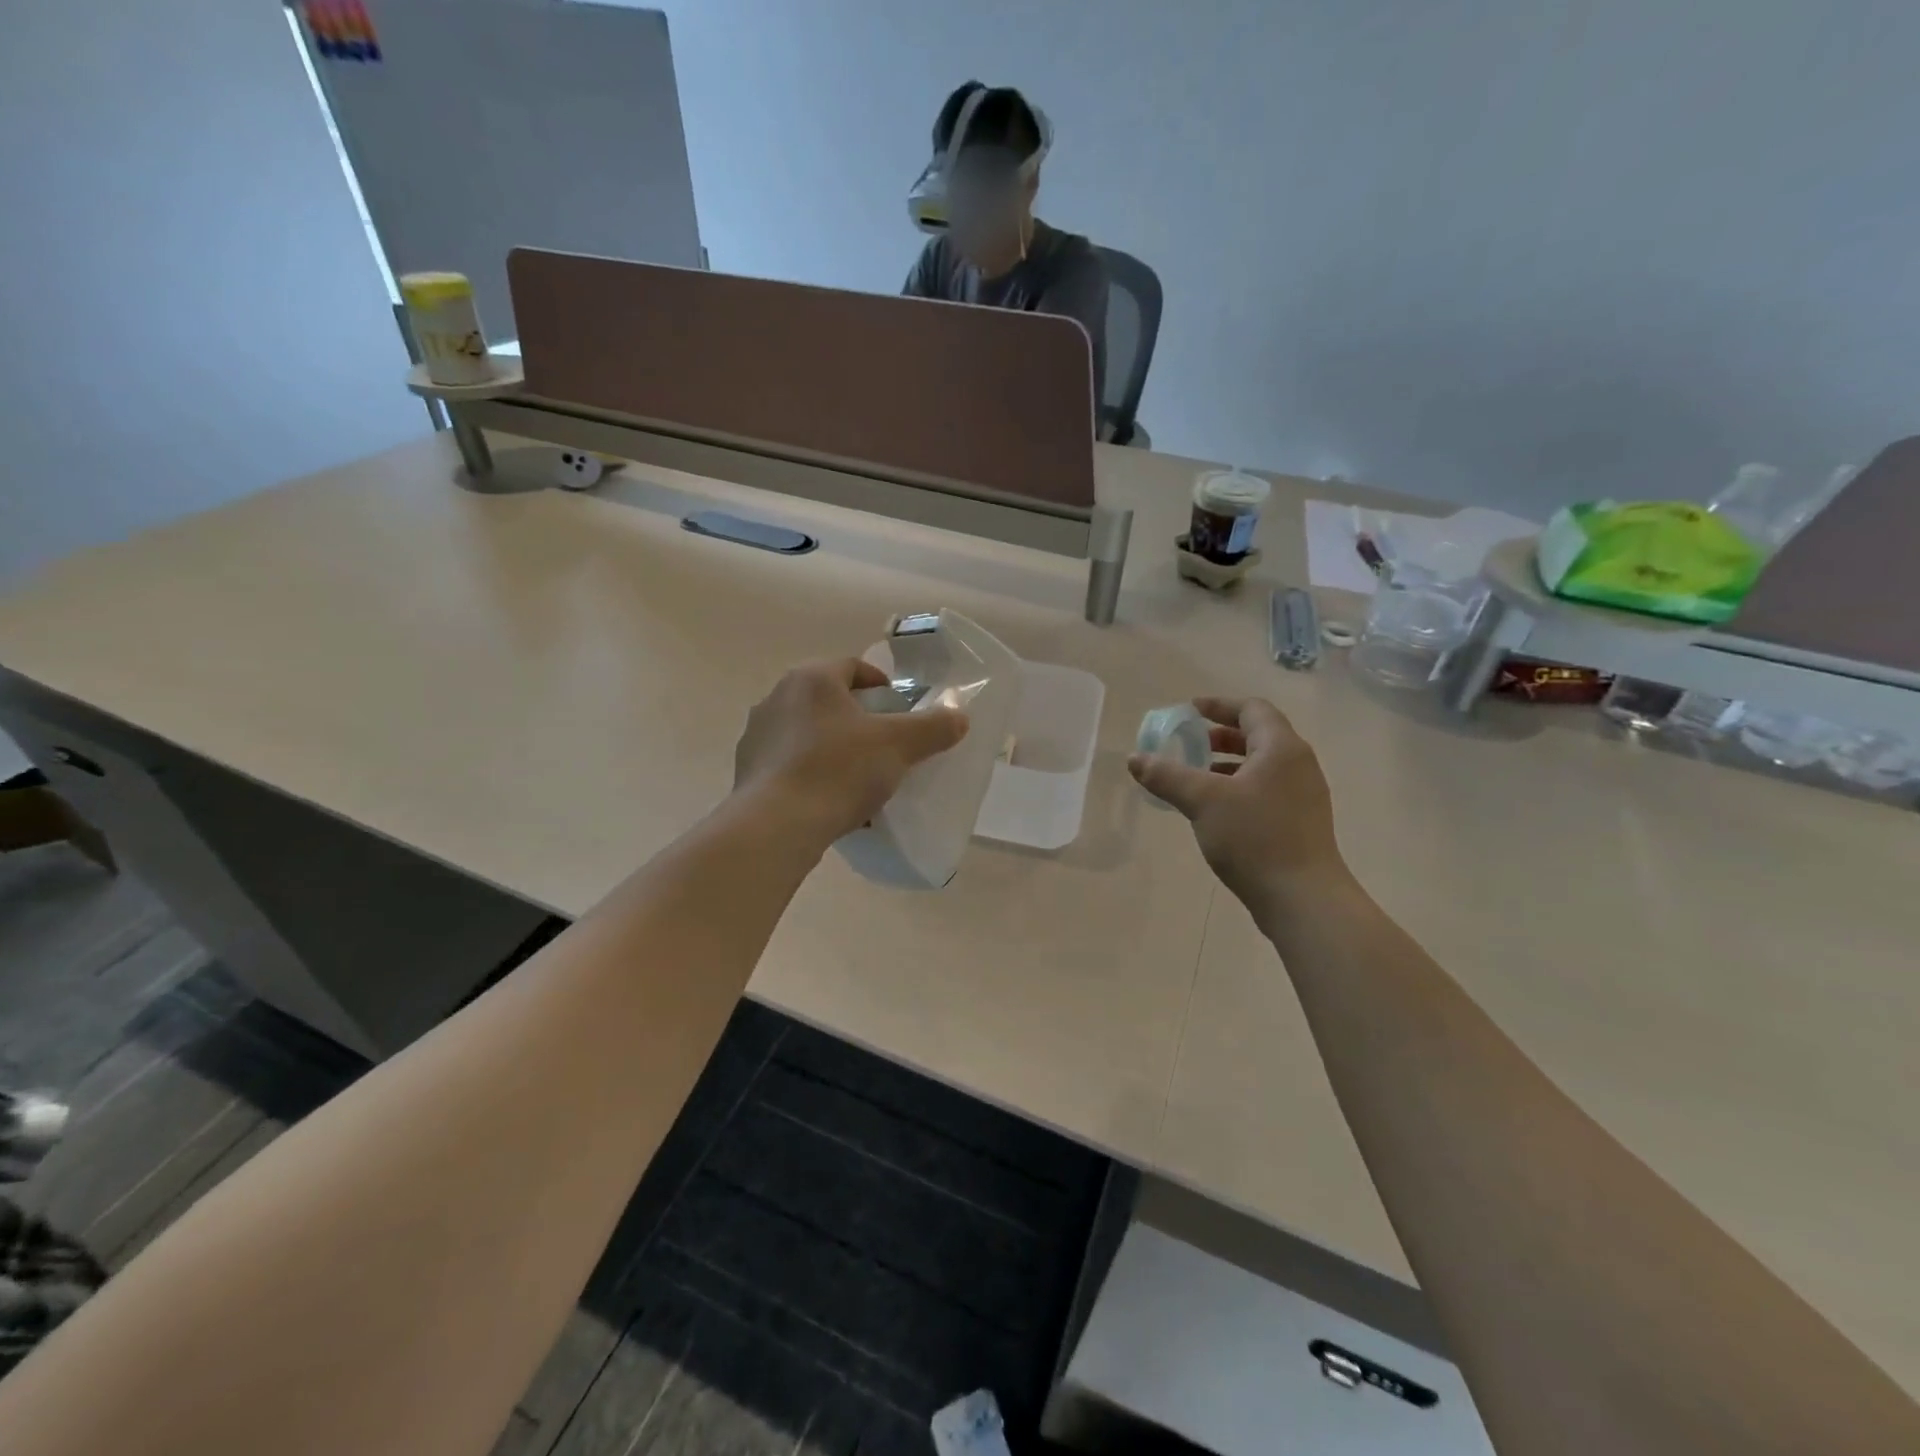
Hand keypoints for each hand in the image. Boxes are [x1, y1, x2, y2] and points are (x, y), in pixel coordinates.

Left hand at [734, 659, 969, 845]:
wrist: (776, 825)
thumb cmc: (839, 770)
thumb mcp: (899, 745)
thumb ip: (933, 727)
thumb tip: (959, 716)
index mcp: (812, 679)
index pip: (853, 667)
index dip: (881, 684)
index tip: (900, 709)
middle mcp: (777, 697)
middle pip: (829, 700)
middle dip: (858, 719)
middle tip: (885, 744)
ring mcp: (757, 735)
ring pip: (808, 733)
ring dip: (833, 747)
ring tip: (858, 778)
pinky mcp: (747, 770)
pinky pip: (789, 764)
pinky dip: (811, 773)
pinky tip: (830, 801)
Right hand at [1128, 697, 1345, 908]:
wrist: (1302, 898)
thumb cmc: (1255, 838)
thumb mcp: (1202, 801)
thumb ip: (1167, 775)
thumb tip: (1135, 758)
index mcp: (1281, 748)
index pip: (1252, 709)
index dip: (1219, 706)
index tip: (1189, 711)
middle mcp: (1298, 764)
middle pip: (1258, 735)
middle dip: (1220, 736)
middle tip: (1189, 744)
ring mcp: (1304, 795)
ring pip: (1262, 765)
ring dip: (1228, 764)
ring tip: (1196, 777)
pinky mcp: (1301, 822)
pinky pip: (1266, 789)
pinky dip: (1239, 787)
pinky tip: (1215, 810)